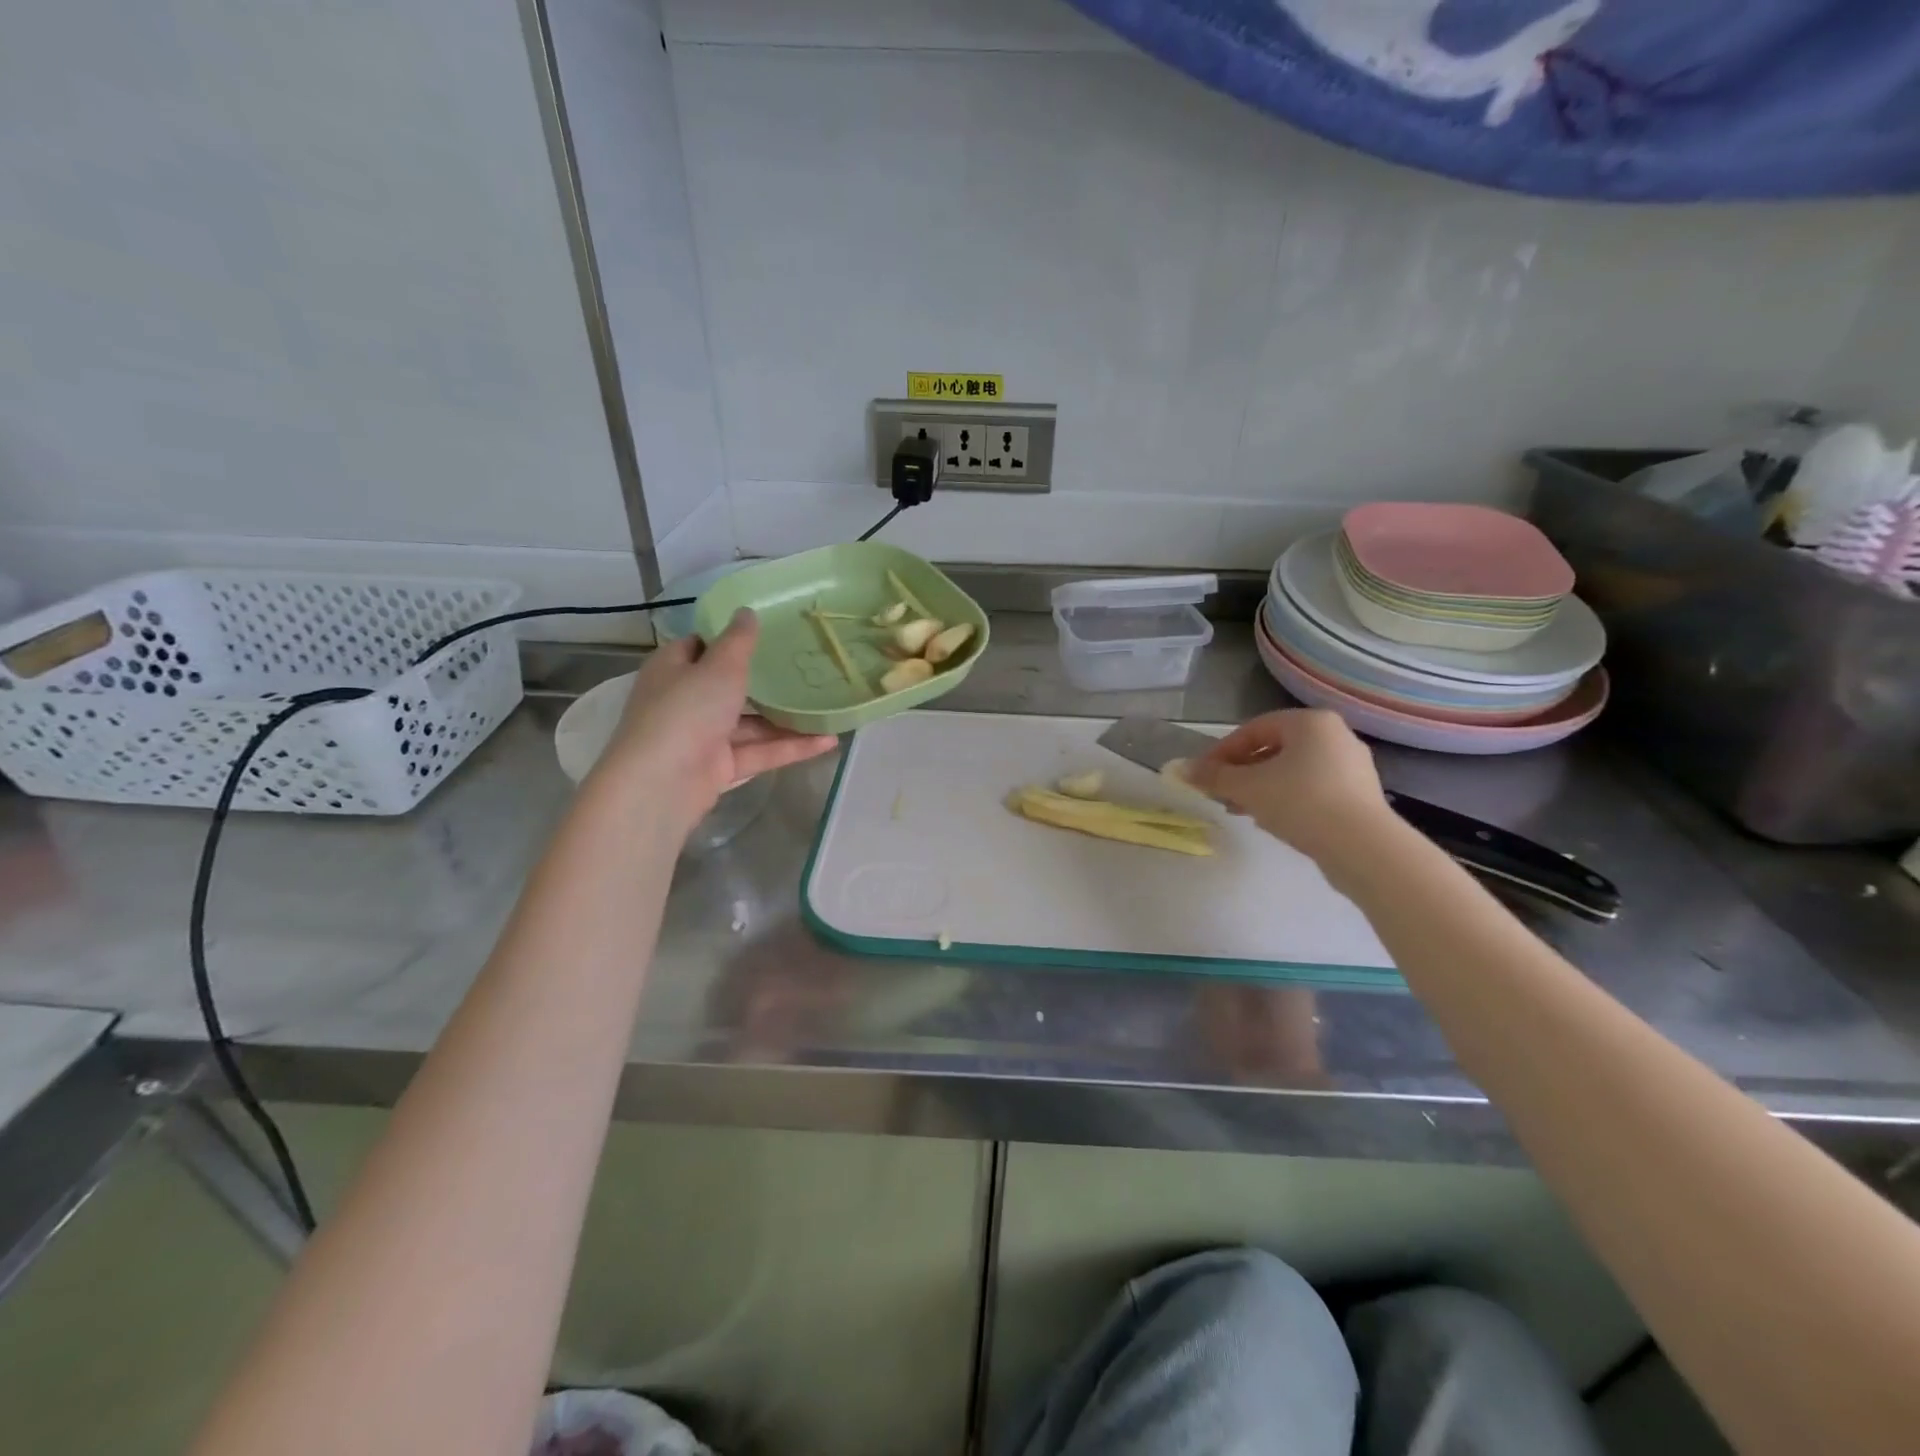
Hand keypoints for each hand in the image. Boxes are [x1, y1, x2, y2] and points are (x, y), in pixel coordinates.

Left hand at [594, 611, 836, 829]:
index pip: (701, 646)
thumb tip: (747, 611)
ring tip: (827, 708)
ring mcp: (703, 737)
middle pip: (729, 687)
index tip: (769, 632)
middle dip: (766, 682)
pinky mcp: (720, 768)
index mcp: (674, 669)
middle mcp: (686, 700)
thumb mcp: (719, 666)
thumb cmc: (687, 711)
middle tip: (807, 668)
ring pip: (750, 724)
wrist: (662, 783)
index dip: (730, 638)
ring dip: (787, 719)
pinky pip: (760, 752)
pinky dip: (790, 748)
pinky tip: (827, 742)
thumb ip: (739, 641)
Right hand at [1185, 709, 1393, 865]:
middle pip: (1274, 748)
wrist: (1363, 848)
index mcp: (1310, 722)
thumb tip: (1179, 769)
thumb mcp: (1247, 787)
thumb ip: (1213, 776)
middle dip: (1241, 771)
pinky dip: (1287, 799)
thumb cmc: (1301, 803)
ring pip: (1293, 770)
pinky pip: (1312, 788)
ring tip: (1241, 810)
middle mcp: (1335, 735)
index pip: (1253, 728)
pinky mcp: (1360, 795)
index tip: (1203, 775)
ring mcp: (1352, 766)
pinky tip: (1272, 820)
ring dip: (1261, 787)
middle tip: (1220, 794)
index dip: (1222, 751)